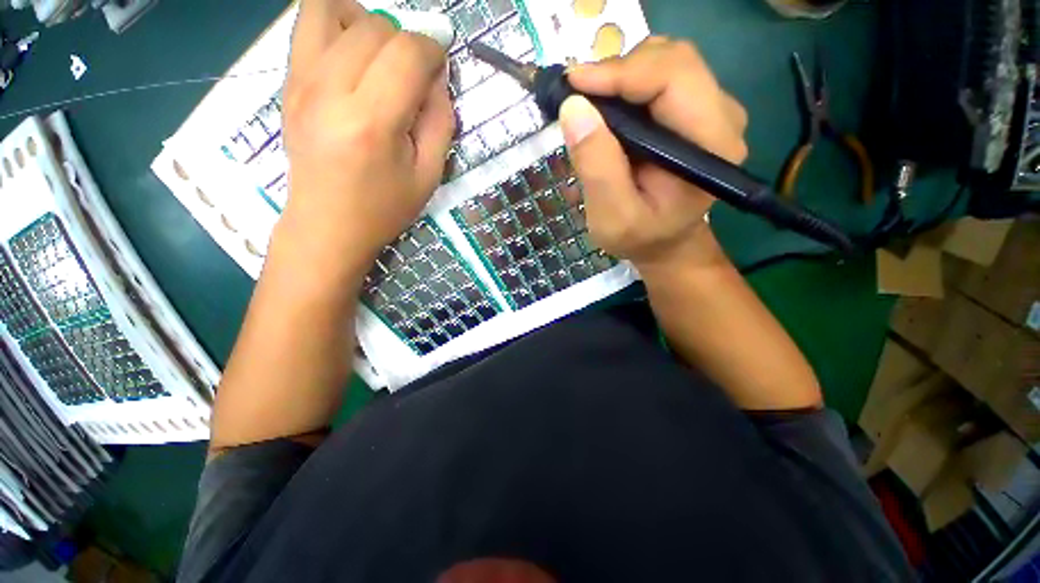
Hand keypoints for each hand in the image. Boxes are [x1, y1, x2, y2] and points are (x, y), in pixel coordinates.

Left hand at [279, 0, 454, 272]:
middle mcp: (330, 90)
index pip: (407, 53)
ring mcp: (301, 81)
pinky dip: (336, 23)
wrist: (328, 225)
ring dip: (367, 23)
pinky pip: (306, 23)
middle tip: (412, 75)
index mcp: (372, 123)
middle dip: (405, 41)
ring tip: (379, 56)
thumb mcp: (429, 175)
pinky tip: (352, 55)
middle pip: (375, 26)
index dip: (433, 51)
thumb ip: (441, 121)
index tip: (439, 70)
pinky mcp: (288, 82)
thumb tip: (436, 77)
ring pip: (332, 8)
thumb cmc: (384, 208)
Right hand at [560, 37, 747, 274]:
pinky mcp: (696, 110)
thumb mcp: (611, 216)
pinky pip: (661, 76)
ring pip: (666, 61)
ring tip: (592, 107)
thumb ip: (596, 166)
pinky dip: (628, 84)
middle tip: (578, 97)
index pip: (673, 78)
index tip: (573, 84)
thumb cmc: (640, 237)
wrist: (665, 243)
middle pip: (672, 60)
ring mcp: (712, 110)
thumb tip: (573, 107)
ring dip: (621, 76)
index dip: (620, 72)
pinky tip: (609, 110)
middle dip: (618, 70)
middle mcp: (722, 117)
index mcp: (710, 145)